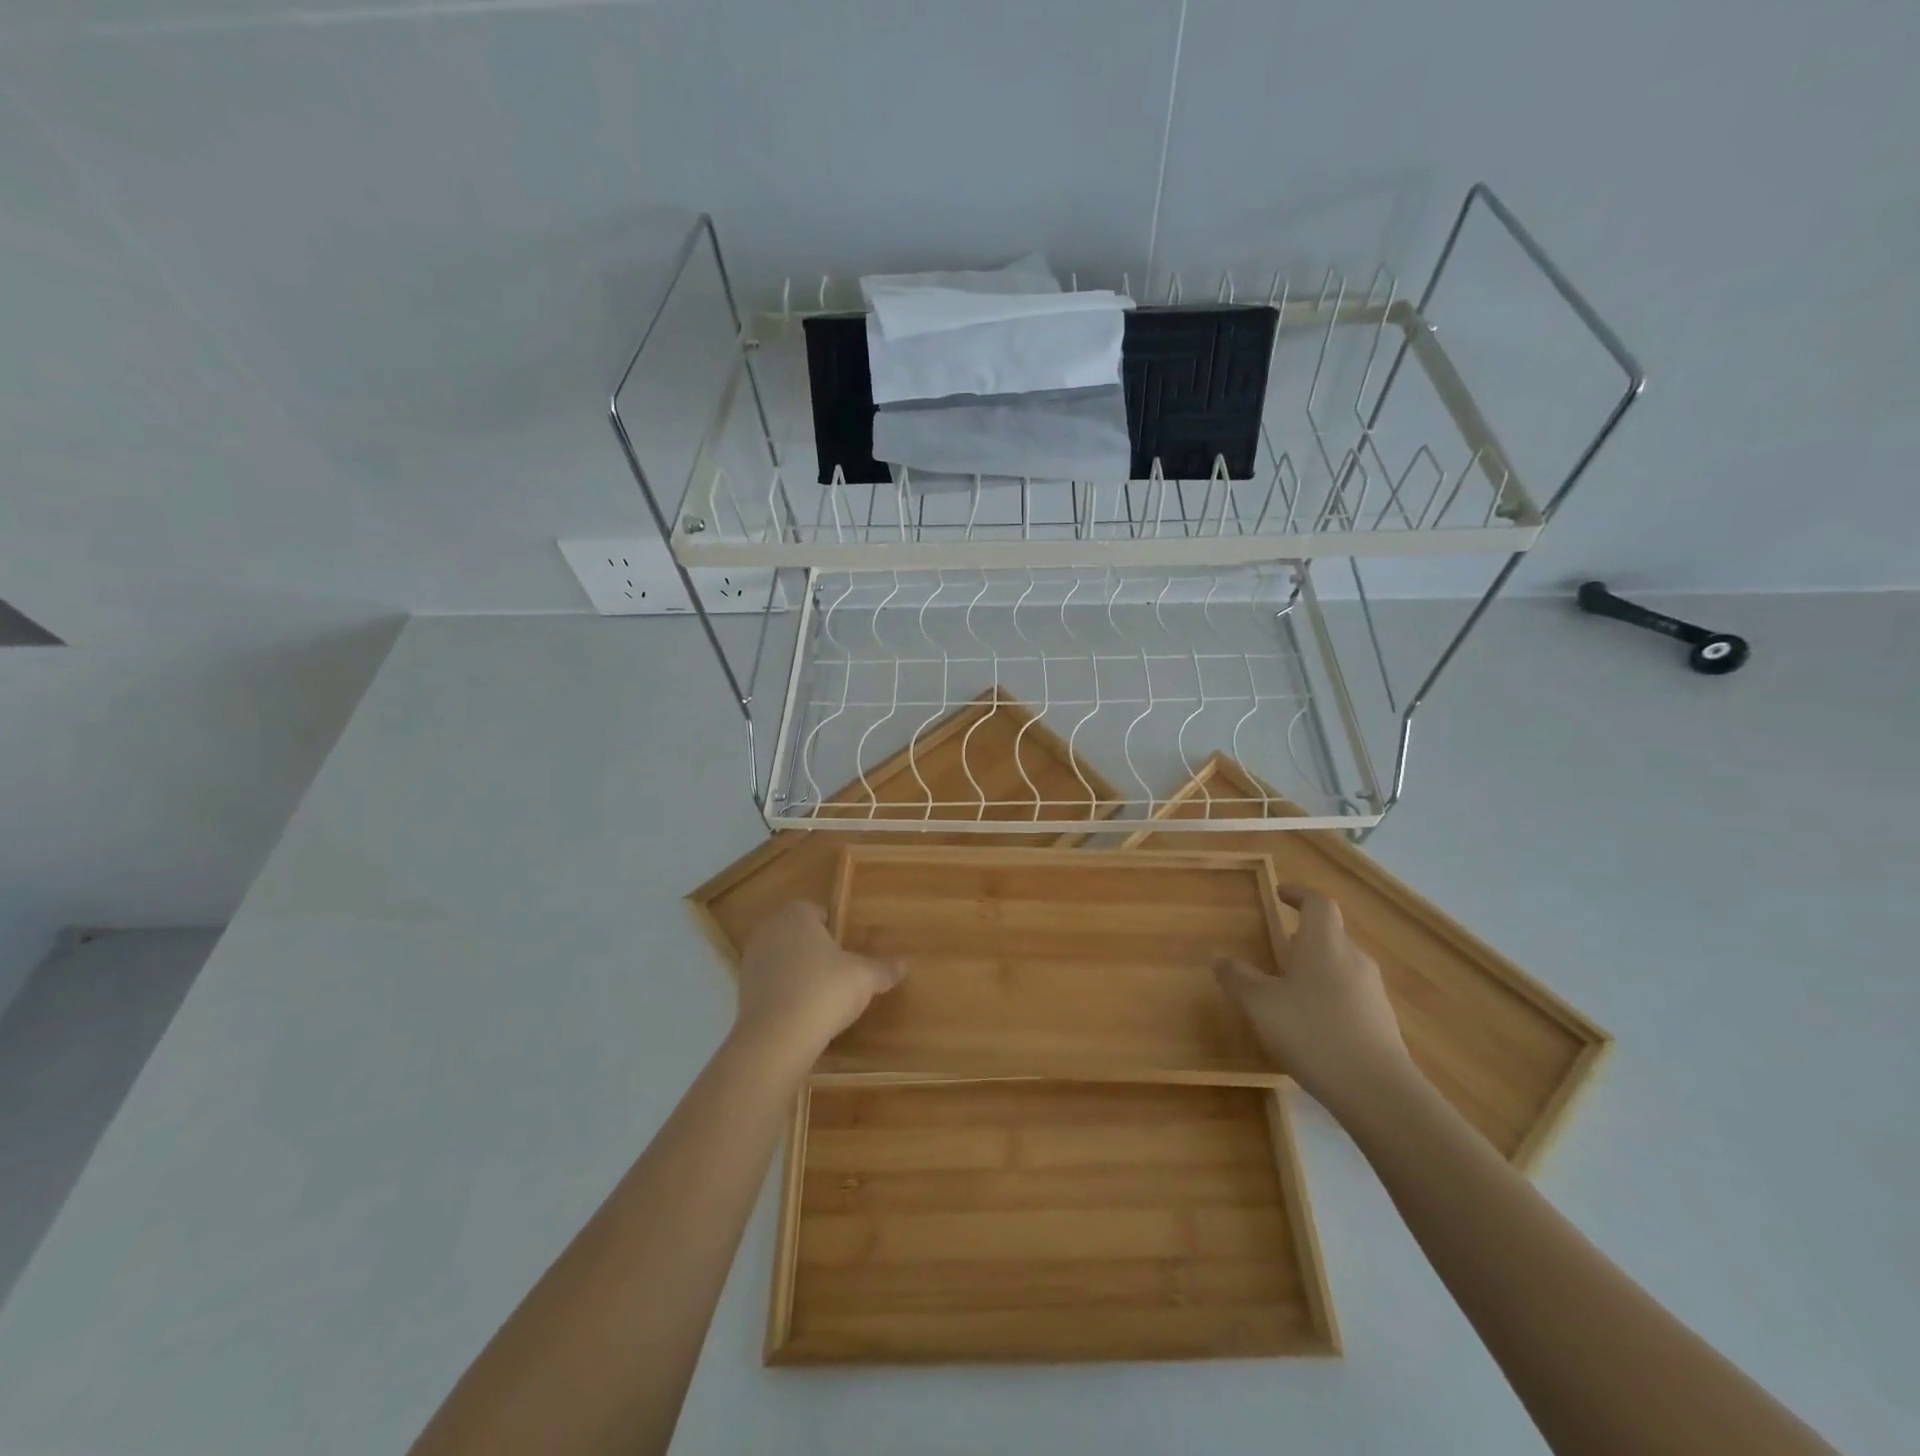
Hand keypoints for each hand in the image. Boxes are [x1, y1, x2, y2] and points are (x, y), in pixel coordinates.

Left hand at [734, 901, 906, 1059]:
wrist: (776, 1039)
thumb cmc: (824, 991)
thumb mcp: (864, 979)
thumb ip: (884, 969)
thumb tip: (906, 965)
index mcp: (797, 915)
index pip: (819, 912)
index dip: (836, 931)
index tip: (849, 953)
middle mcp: (770, 930)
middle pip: (800, 935)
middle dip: (817, 951)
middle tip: (840, 974)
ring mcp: (752, 960)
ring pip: (783, 960)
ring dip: (799, 973)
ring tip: (822, 998)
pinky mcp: (743, 991)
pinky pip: (772, 985)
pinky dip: (785, 994)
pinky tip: (802, 1015)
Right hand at [1214, 885, 1414, 1120]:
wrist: (1377, 1091)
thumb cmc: (1312, 1032)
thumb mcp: (1260, 1004)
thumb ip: (1237, 977)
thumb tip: (1219, 957)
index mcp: (1324, 943)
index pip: (1318, 903)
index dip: (1299, 895)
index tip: (1281, 894)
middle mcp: (1353, 959)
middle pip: (1331, 934)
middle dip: (1304, 936)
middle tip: (1277, 947)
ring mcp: (1372, 991)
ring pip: (1341, 965)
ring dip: (1316, 967)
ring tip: (1289, 988)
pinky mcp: (1381, 1022)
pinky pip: (1350, 994)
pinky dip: (1329, 996)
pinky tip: (1311, 1024)